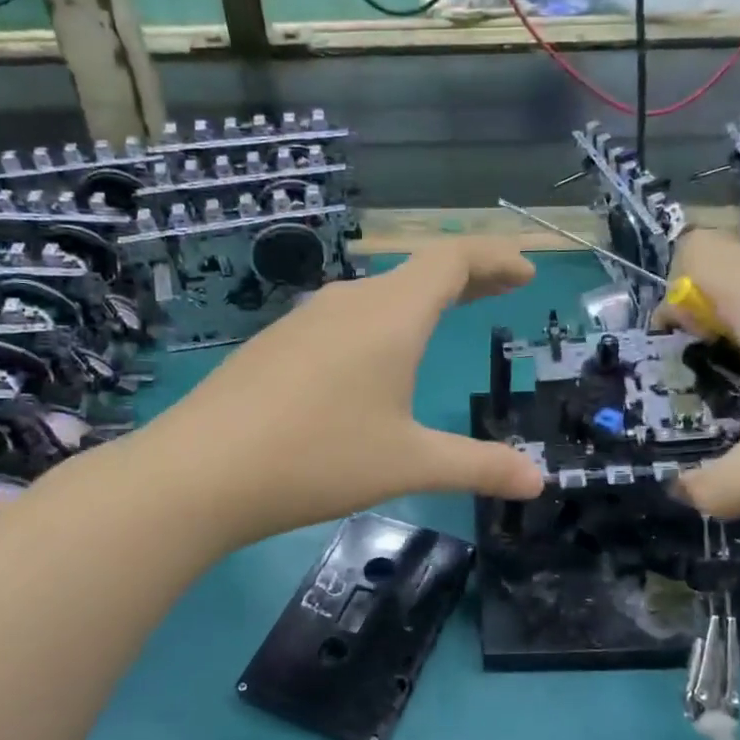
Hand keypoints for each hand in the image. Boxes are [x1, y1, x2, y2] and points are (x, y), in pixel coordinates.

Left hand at [125, 240, 546, 546]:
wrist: (200, 472)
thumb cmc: (318, 458)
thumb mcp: (408, 464)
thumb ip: (478, 466)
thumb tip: (539, 481)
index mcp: (390, 316)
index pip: (453, 260)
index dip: (494, 258)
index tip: (527, 272)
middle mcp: (348, 303)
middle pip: (416, 272)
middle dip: (466, 277)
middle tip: (501, 289)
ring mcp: (304, 321)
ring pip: (376, 295)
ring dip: (418, 301)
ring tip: (442, 319)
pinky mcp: (274, 345)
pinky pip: (342, 320)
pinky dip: (379, 323)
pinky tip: (370, 359)